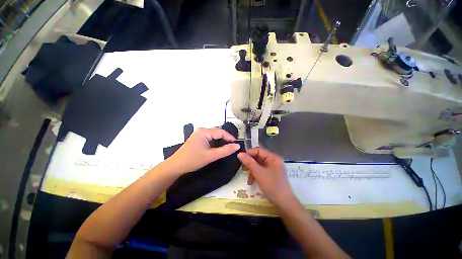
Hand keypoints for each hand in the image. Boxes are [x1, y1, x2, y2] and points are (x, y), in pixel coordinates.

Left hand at [165, 128, 240, 174]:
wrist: (175, 166)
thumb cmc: (193, 160)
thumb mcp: (210, 156)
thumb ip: (225, 150)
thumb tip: (237, 146)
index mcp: (204, 132)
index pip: (221, 132)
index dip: (230, 138)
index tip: (237, 145)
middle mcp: (202, 130)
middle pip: (218, 132)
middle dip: (226, 138)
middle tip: (234, 146)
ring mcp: (199, 134)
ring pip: (214, 135)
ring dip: (221, 140)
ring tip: (228, 146)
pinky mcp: (198, 138)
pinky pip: (210, 137)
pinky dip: (216, 141)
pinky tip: (219, 146)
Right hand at [237, 148, 295, 205]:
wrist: (284, 204)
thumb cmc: (272, 186)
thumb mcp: (259, 173)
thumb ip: (249, 162)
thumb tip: (239, 153)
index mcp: (273, 158)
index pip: (259, 150)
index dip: (249, 153)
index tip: (239, 156)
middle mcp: (273, 161)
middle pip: (258, 157)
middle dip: (249, 163)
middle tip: (241, 167)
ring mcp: (272, 169)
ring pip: (258, 165)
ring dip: (251, 170)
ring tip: (246, 176)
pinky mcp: (270, 175)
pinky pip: (260, 171)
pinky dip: (255, 175)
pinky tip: (251, 182)